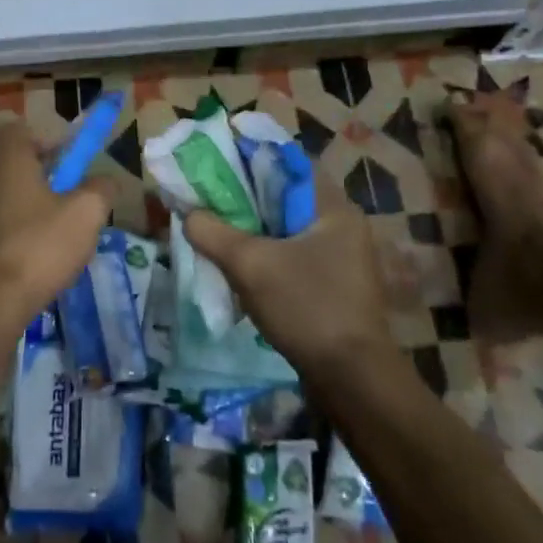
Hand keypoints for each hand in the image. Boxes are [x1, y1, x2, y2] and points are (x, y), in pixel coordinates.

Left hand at [0, 121, 112, 342]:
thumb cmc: (40, 246)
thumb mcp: (87, 214)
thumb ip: (101, 190)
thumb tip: (106, 181)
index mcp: (11, 164)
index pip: (18, 130)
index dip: (45, 138)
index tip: (68, 159)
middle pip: (17, 167)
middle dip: (46, 178)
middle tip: (73, 200)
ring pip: (10, 199)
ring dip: (34, 210)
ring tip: (61, 236)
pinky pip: (1, 228)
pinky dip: (20, 235)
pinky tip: (39, 261)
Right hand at [185, 165, 415, 382]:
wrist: (353, 380)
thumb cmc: (307, 307)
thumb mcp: (250, 265)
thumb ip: (213, 232)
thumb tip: (189, 215)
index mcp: (333, 207)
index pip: (286, 165)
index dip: (247, 162)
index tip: (214, 170)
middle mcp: (342, 226)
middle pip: (282, 199)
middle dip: (243, 203)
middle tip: (207, 205)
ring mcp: (342, 259)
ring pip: (285, 231)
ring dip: (252, 234)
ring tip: (216, 237)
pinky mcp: (335, 286)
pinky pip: (292, 258)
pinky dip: (266, 259)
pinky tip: (240, 272)